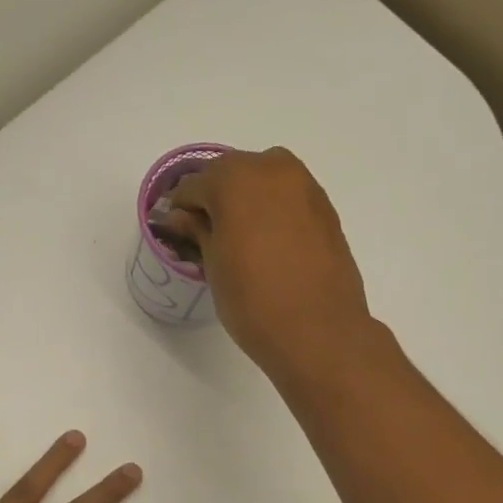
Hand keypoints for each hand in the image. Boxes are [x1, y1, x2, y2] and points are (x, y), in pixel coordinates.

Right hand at [157, 147, 374, 376]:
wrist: (319, 333)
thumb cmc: (254, 300)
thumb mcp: (213, 265)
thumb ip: (197, 231)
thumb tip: (182, 217)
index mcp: (236, 178)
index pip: (193, 185)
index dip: (180, 209)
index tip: (176, 233)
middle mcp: (273, 169)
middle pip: (231, 174)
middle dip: (215, 199)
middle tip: (206, 235)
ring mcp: (305, 186)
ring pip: (263, 182)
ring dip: (246, 202)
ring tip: (238, 240)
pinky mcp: (326, 209)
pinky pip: (288, 199)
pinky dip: (272, 212)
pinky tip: (267, 244)